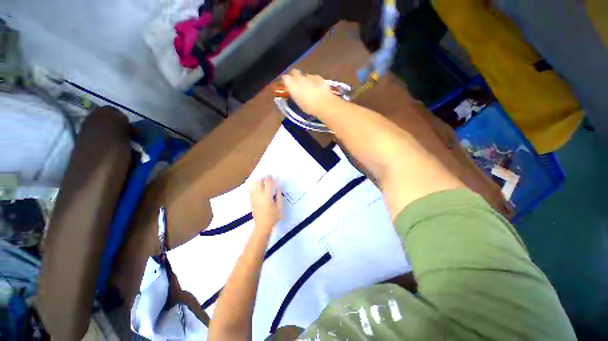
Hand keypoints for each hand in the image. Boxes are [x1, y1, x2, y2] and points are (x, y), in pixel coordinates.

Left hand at [250, 177, 281, 230]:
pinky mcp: (251, 200)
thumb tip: (278, 187)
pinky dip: (253, 186)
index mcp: (267, 196)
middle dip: (263, 177)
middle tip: (267, 176)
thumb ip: (279, 196)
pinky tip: (256, 186)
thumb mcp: (279, 207)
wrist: (262, 226)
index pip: (268, 183)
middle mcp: (259, 195)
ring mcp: (254, 198)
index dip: (271, 178)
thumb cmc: (273, 217)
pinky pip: (250, 190)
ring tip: (261, 180)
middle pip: (259, 181)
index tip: (273, 176)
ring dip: (257, 180)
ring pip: (253, 185)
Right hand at [281, 69, 334, 114]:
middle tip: (298, 84)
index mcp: (292, 86)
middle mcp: (299, 78)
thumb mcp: (298, 103)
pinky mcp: (318, 77)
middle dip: (295, 76)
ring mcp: (309, 76)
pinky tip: (318, 88)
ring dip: (306, 80)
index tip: (288, 85)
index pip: (285, 78)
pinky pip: (314, 77)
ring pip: (305, 75)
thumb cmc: (309, 107)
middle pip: (294, 72)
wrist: (324, 104)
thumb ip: (295, 94)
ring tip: (310, 88)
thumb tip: (294, 91)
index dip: (286, 81)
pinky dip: (314, 81)